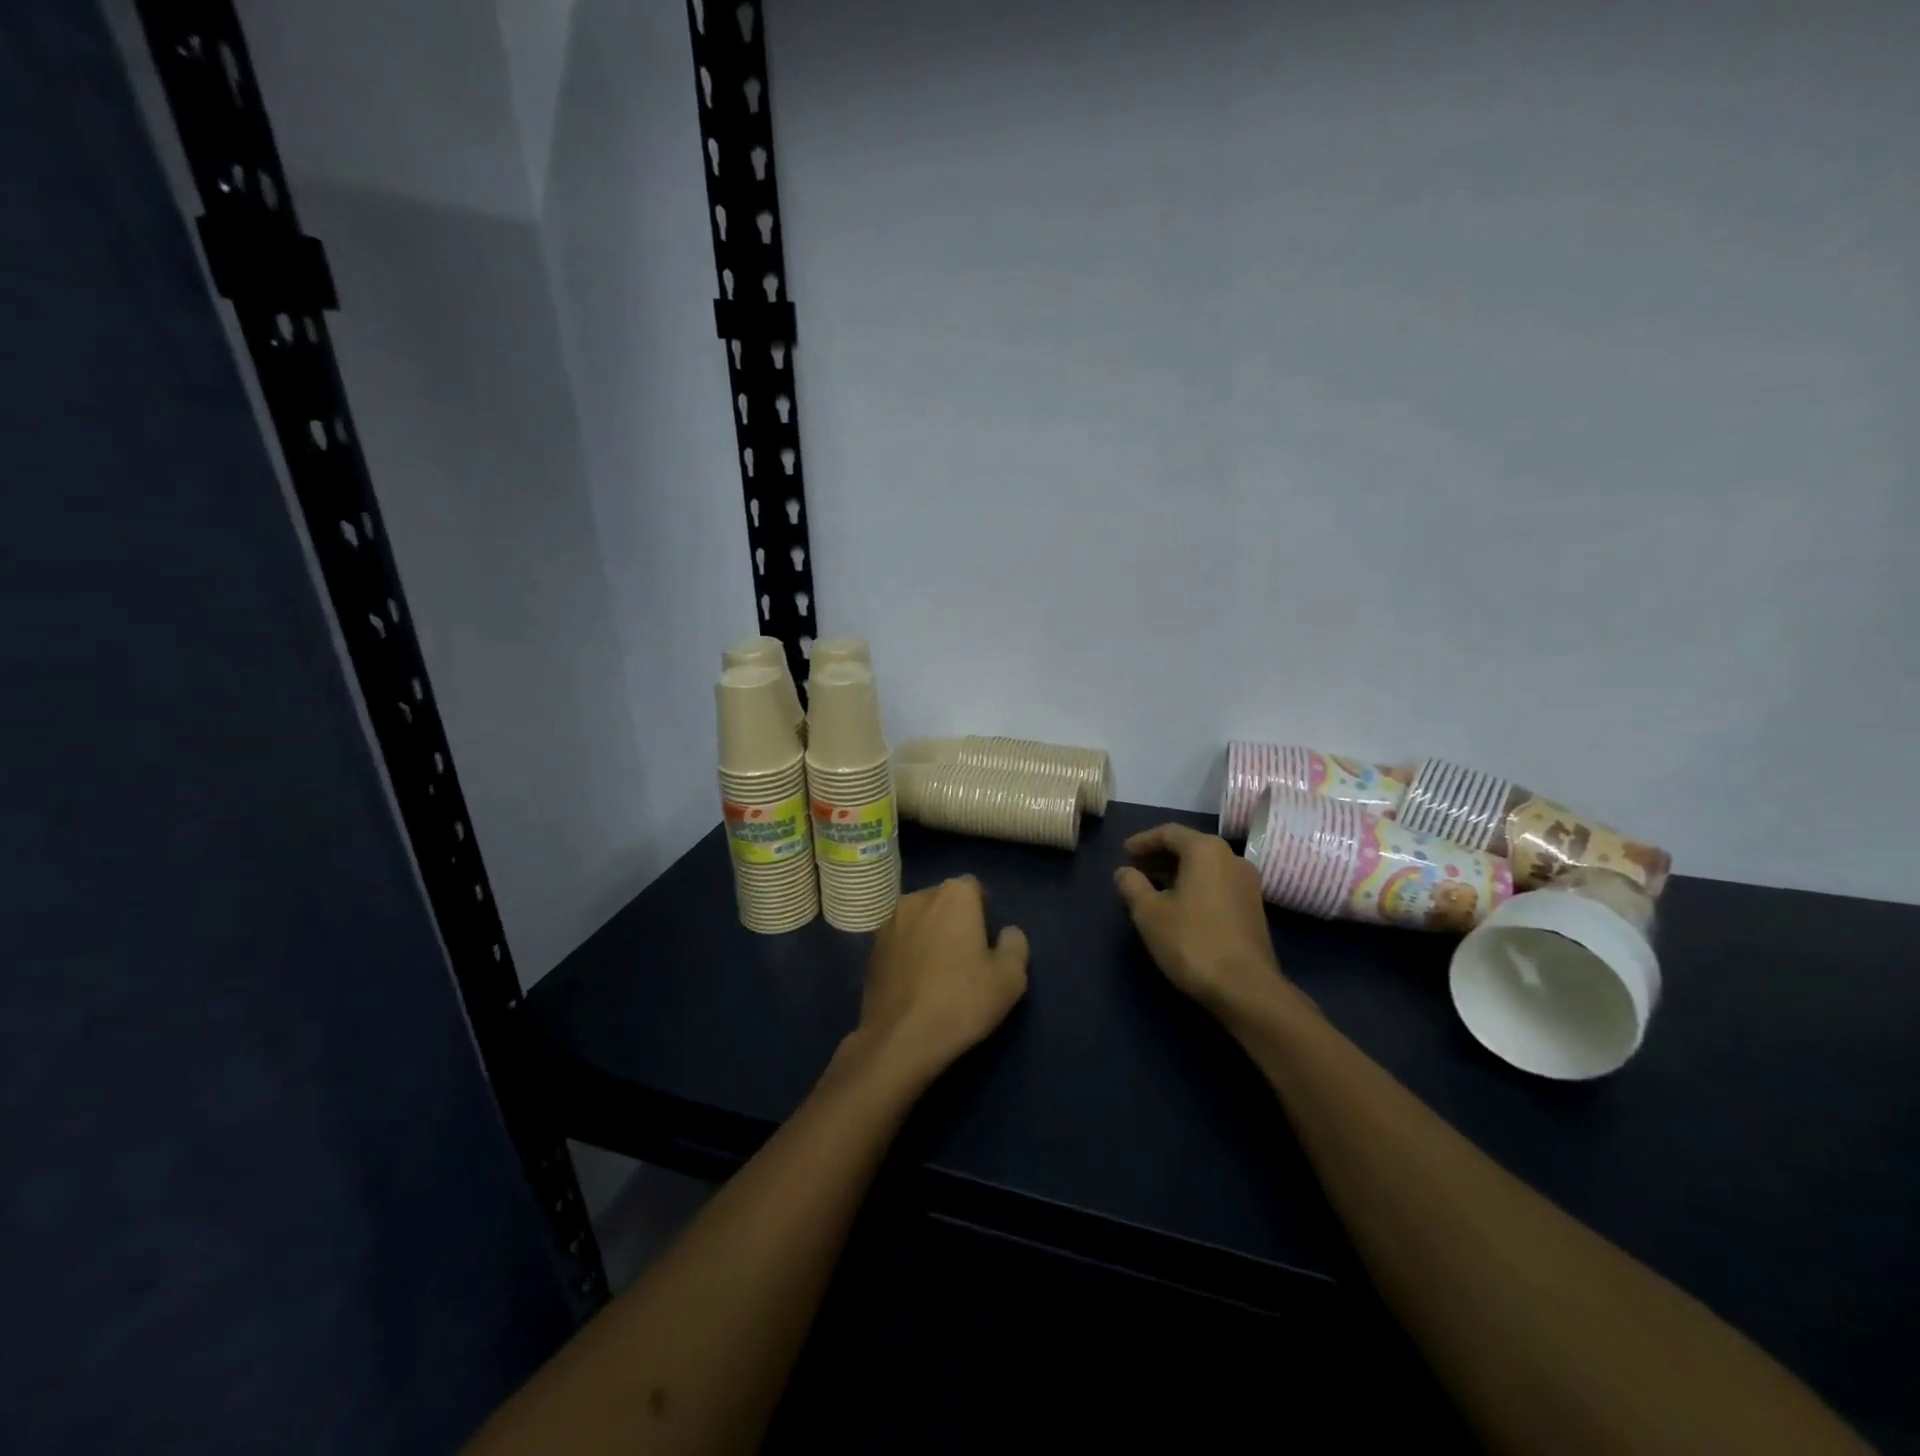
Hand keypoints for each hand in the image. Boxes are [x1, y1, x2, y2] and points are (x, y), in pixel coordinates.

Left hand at [852, 877, 1028, 1083]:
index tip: (987, 941)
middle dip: (955, 920)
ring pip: (918, 920)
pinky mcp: (870, 949)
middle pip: (943, 901)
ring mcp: (888, 923)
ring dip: (928, 935)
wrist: (900, 1039)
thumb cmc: (962, 1001)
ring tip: (938, 972)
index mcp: (953, 896)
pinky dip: (908, 953)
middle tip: (966, 957)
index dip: (983, 912)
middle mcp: (916, 898)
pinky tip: (915, 984)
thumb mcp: (1010, 978)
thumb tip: (1008, 933)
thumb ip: (1015, 945)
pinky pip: (898, 942)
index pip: (974, 888)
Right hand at [1114, 823, 1286, 1014]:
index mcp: (1206, 850)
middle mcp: (1232, 858)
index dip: (1143, 841)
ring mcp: (1247, 884)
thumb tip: (1125, 871)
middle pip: (1190, 847)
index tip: (1124, 853)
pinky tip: (1178, 906)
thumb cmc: (1192, 941)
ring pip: (1205, 867)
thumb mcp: (1149, 913)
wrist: (1246, 988)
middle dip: (1159, 856)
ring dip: (1177, 872)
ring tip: (1152, 889)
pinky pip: (1217, 884)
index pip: (1169, 832)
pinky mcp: (1253, 908)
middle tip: (1135, 869)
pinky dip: (1194, 886)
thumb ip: (1132, 885)